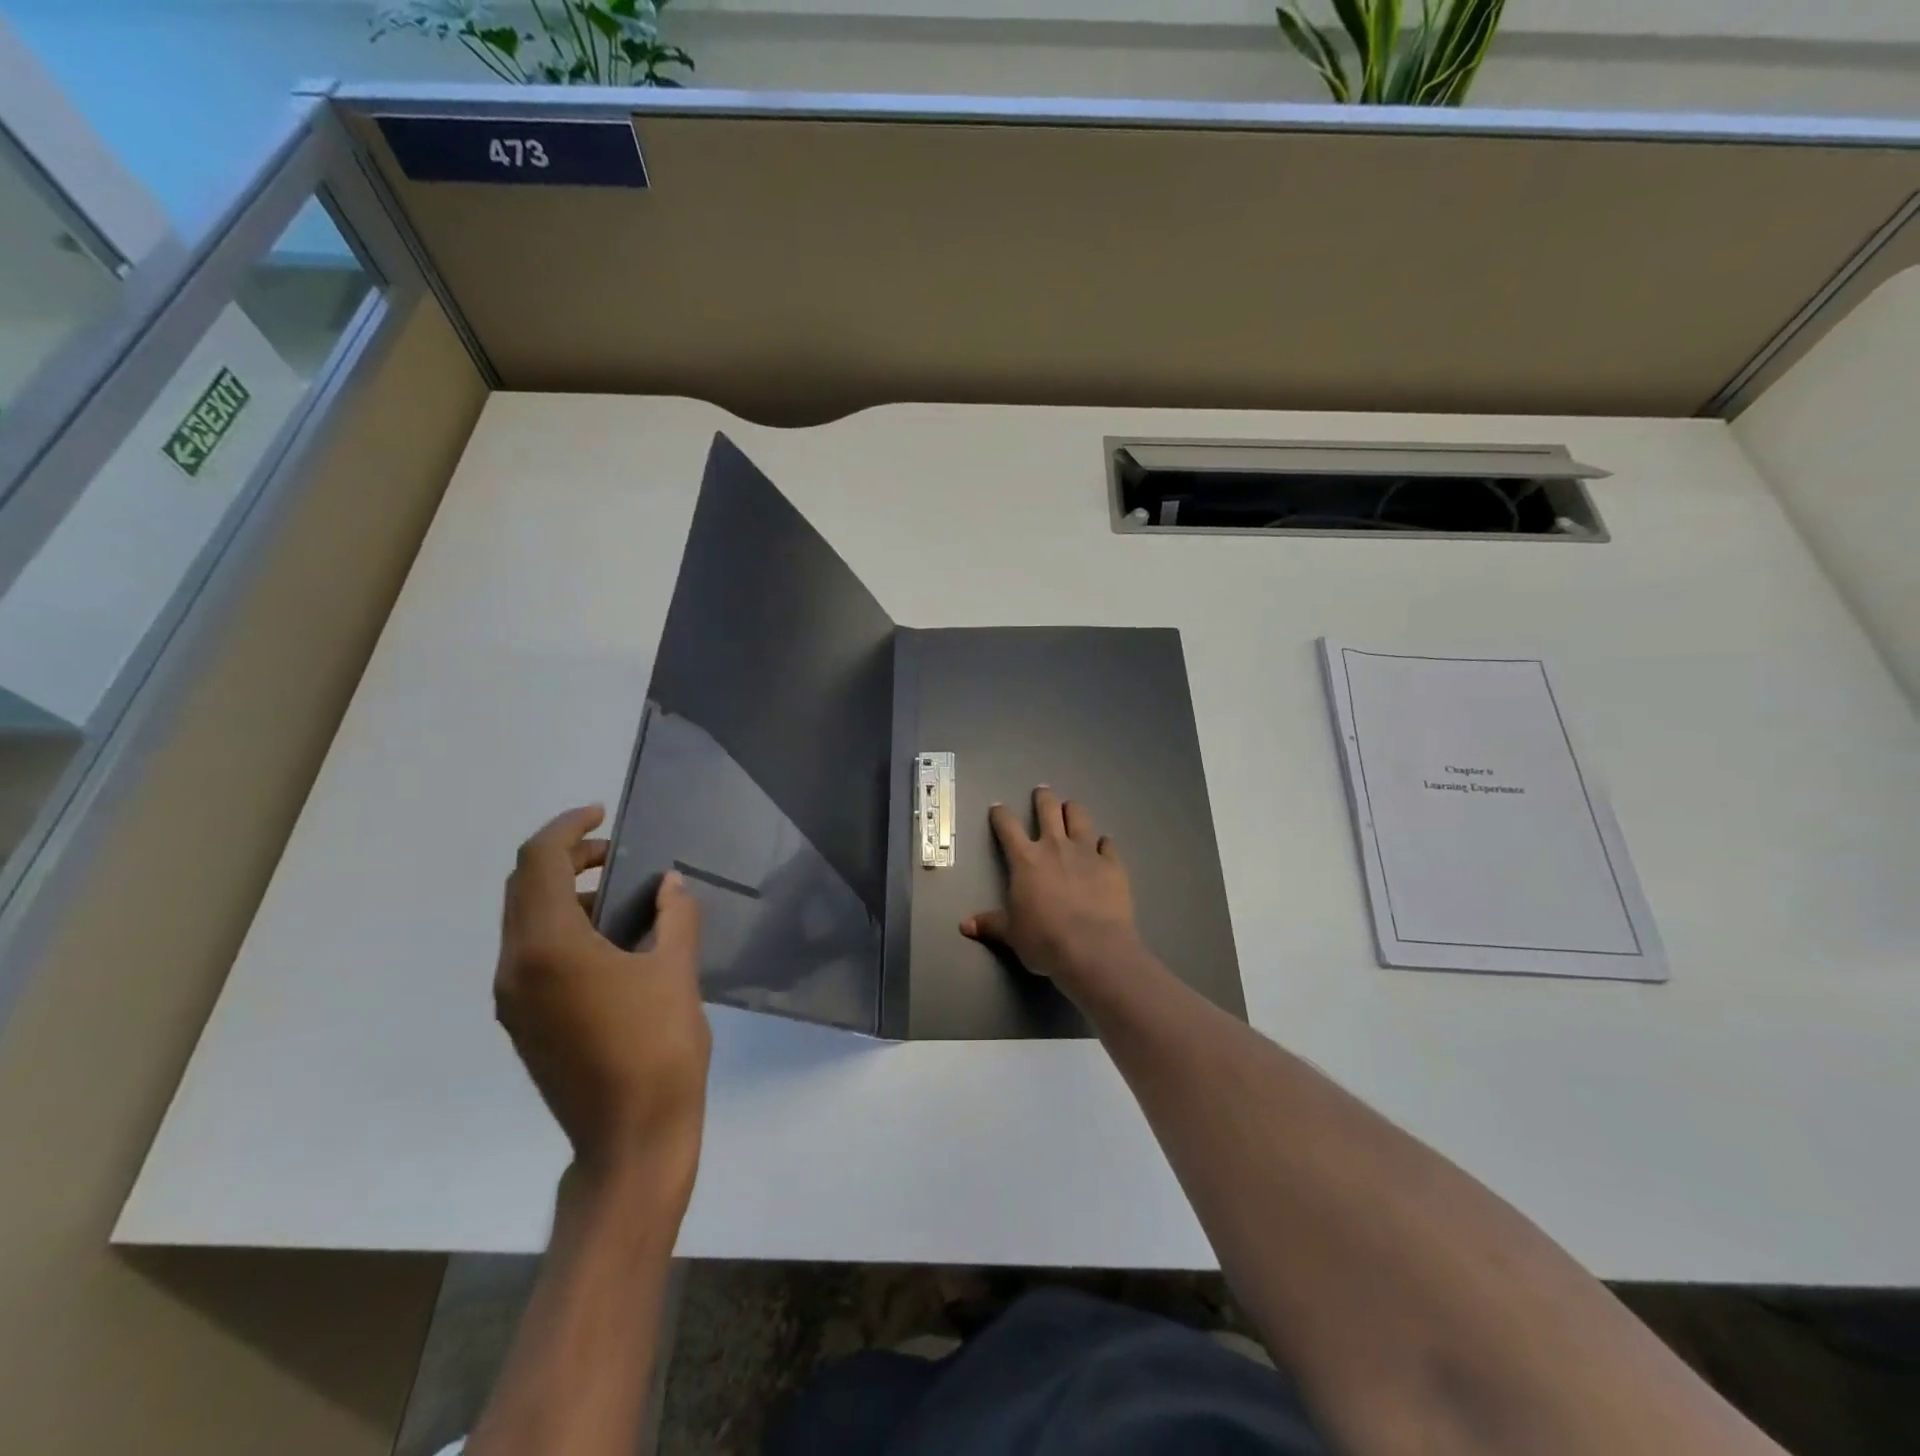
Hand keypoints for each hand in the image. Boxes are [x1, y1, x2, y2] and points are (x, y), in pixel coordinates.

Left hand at [496, 805, 710, 1189]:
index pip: (539, 862)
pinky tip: (609, 943)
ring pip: (524, 922)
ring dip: (564, 894)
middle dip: (566, 857)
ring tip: (621, 898)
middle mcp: (516, 967)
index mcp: (549, 948)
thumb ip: (674, 916)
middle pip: (523, 888)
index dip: (568, 827)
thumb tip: (669, 884)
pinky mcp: (523, 1023)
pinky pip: (531, 954)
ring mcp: (513, 1000)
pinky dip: (562, 929)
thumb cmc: (658, 1049)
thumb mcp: (676, 972)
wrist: (629, 1140)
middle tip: (616, 853)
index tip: (604, 813)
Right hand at [961, 786, 1147, 997]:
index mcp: (1025, 860)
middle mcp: (1055, 846)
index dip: (1000, 815)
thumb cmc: (1044, 940)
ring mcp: (1086, 852)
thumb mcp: (1012, 934)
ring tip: (1071, 807)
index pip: (1007, 827)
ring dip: (1073, 810)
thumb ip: (991, 924)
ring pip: (1079, 817)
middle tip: (1042, 791)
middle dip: (1043, 798)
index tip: (998, 808)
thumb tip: (964, 925)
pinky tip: (1104, 844)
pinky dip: (1103, 842)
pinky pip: (1108, 844)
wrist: (1093, 949)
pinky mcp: (1113, 864)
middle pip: (1048, 810)